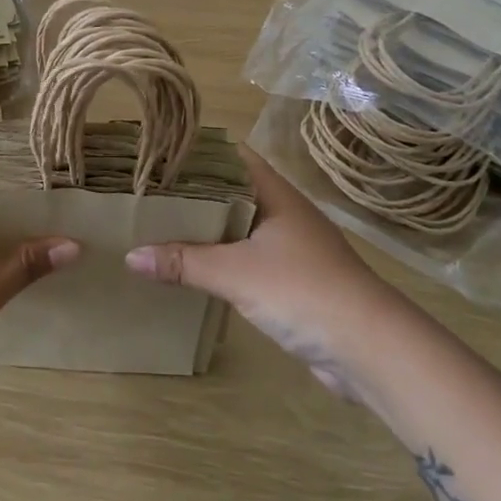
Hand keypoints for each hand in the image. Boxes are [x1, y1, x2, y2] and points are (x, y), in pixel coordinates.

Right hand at [125, 147, 400, 404]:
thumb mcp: (235, 272)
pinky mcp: (292, 281)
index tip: (156, 153)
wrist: (369, 348)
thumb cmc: (302, 290)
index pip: (230, 156)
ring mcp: (289, 248)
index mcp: (274, 193)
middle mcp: (282, 212)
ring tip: (156, 226)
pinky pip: (245, 260)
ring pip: (237, 228)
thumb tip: (130, 256)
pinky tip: (190, 269)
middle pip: (229, 192)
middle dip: (191, 192)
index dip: (195, 151)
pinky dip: (219, 261)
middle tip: (144, 191)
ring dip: (204, 229)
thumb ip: (183, 262)